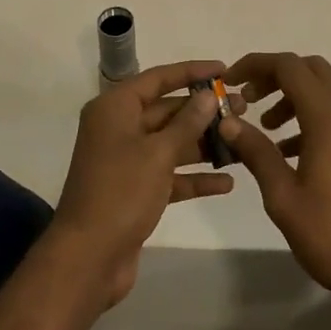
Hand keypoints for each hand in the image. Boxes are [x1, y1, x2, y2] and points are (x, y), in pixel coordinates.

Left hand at [53, 60, 233, 305]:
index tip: (225, 70)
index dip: (192, 72)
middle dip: (204, 112)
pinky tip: (227, 182)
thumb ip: (187, 122)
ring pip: (171, 143)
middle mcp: (119, 128)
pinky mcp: (135, 190)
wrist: (87, 260)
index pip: (159, 78)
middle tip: (243, 109)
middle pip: (167, 111)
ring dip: (204, 144)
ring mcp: (127, 160)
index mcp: (115, 108)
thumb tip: (207, 95)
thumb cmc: (120, 193)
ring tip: (243, 142)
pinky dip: (194, 177)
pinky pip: (170, 174)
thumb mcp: (158, 153)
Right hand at [218, 53, 330, 308]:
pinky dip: (308, 115)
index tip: (229, 81)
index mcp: (327, 117)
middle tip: (248, 99)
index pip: (288, 66)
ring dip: (292, 95)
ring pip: (323, 89)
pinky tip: (288, 151)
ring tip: (265, 127)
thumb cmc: (330, 233)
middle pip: (309, 69)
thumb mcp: (282, 195)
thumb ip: (256, 152)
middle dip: (275, 75)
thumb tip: (229, 121)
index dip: (256, 64)